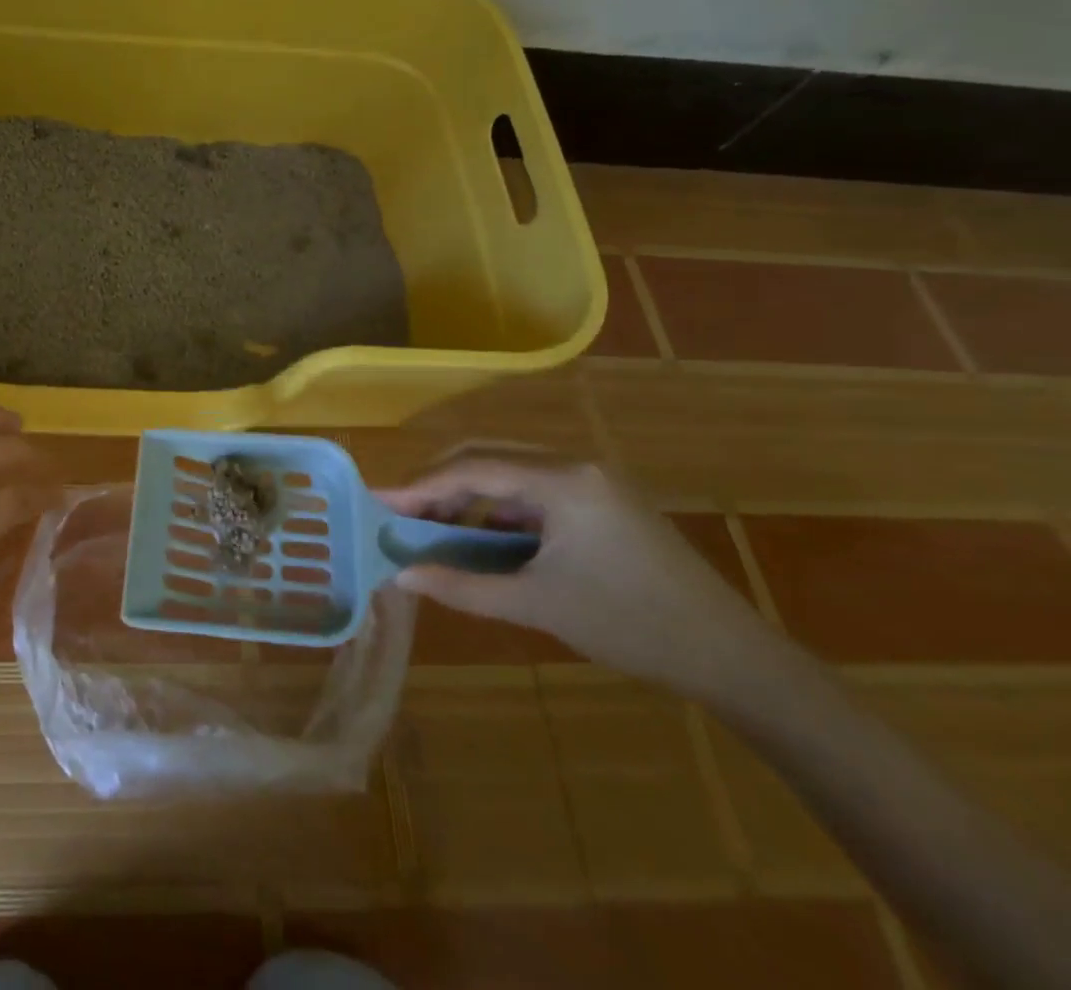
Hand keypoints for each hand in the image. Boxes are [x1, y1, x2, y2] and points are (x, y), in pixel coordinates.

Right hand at [378, 455, 776, 699]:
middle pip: (487, 456)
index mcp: (563, 480)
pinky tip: (484, 537)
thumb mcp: (538, 605)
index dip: (420, 485)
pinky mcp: (601, 501)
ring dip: (468, 496)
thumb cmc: (632, 627)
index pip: (473, 468)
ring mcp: (592, 481)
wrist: (734, 659)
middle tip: (402, 513)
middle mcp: (575, 465)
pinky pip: (533, 491)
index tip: (380, 503)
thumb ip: (463, 586)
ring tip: (436, 529)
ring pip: (508, 471)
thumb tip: (402, 576)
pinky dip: (499, 509)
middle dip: (439, 484)